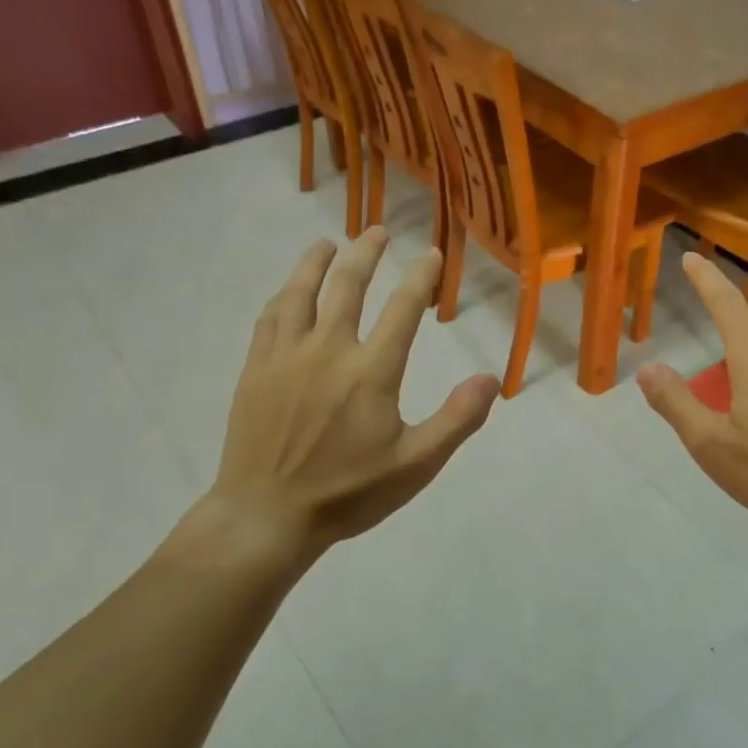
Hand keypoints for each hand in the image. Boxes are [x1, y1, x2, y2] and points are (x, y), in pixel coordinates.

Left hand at [202, 229, 499, 561]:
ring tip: (328, 243)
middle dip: (366, 253)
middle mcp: (329, 350)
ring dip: (317, 262)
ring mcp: (287, 356)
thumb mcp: (416, 465)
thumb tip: (490, 379)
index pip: (403, 308)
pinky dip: (284, 296)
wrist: (267, 515)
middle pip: (348, 285)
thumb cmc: (348, 493)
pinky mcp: (257, 369)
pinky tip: (288, 291)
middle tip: (378, 231)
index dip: (420, 277)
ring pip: (301, 292)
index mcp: (371, 371)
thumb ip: (456, 419)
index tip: (431, 254)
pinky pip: (270, 318)